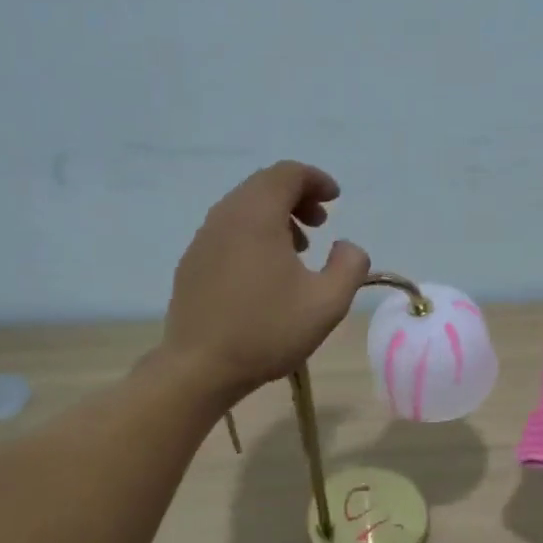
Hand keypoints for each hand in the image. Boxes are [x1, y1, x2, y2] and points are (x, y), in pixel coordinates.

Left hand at [164, 162, 370, 404]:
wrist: (200, 368)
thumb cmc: (268, 331)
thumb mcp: (327, 303)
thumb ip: (350, 266)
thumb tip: (347, 247)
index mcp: (257, 216)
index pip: (287, 174)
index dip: (316, 180)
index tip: (336, 200)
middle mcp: (225, 217)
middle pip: (263, 187)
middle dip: (297, 197)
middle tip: (320, 224)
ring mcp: (203, 240)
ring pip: (243, 209)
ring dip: (275, 218)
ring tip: (298, 250)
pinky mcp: (192, 264)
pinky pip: (227, 232)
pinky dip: (253, 235)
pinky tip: (266, 273)